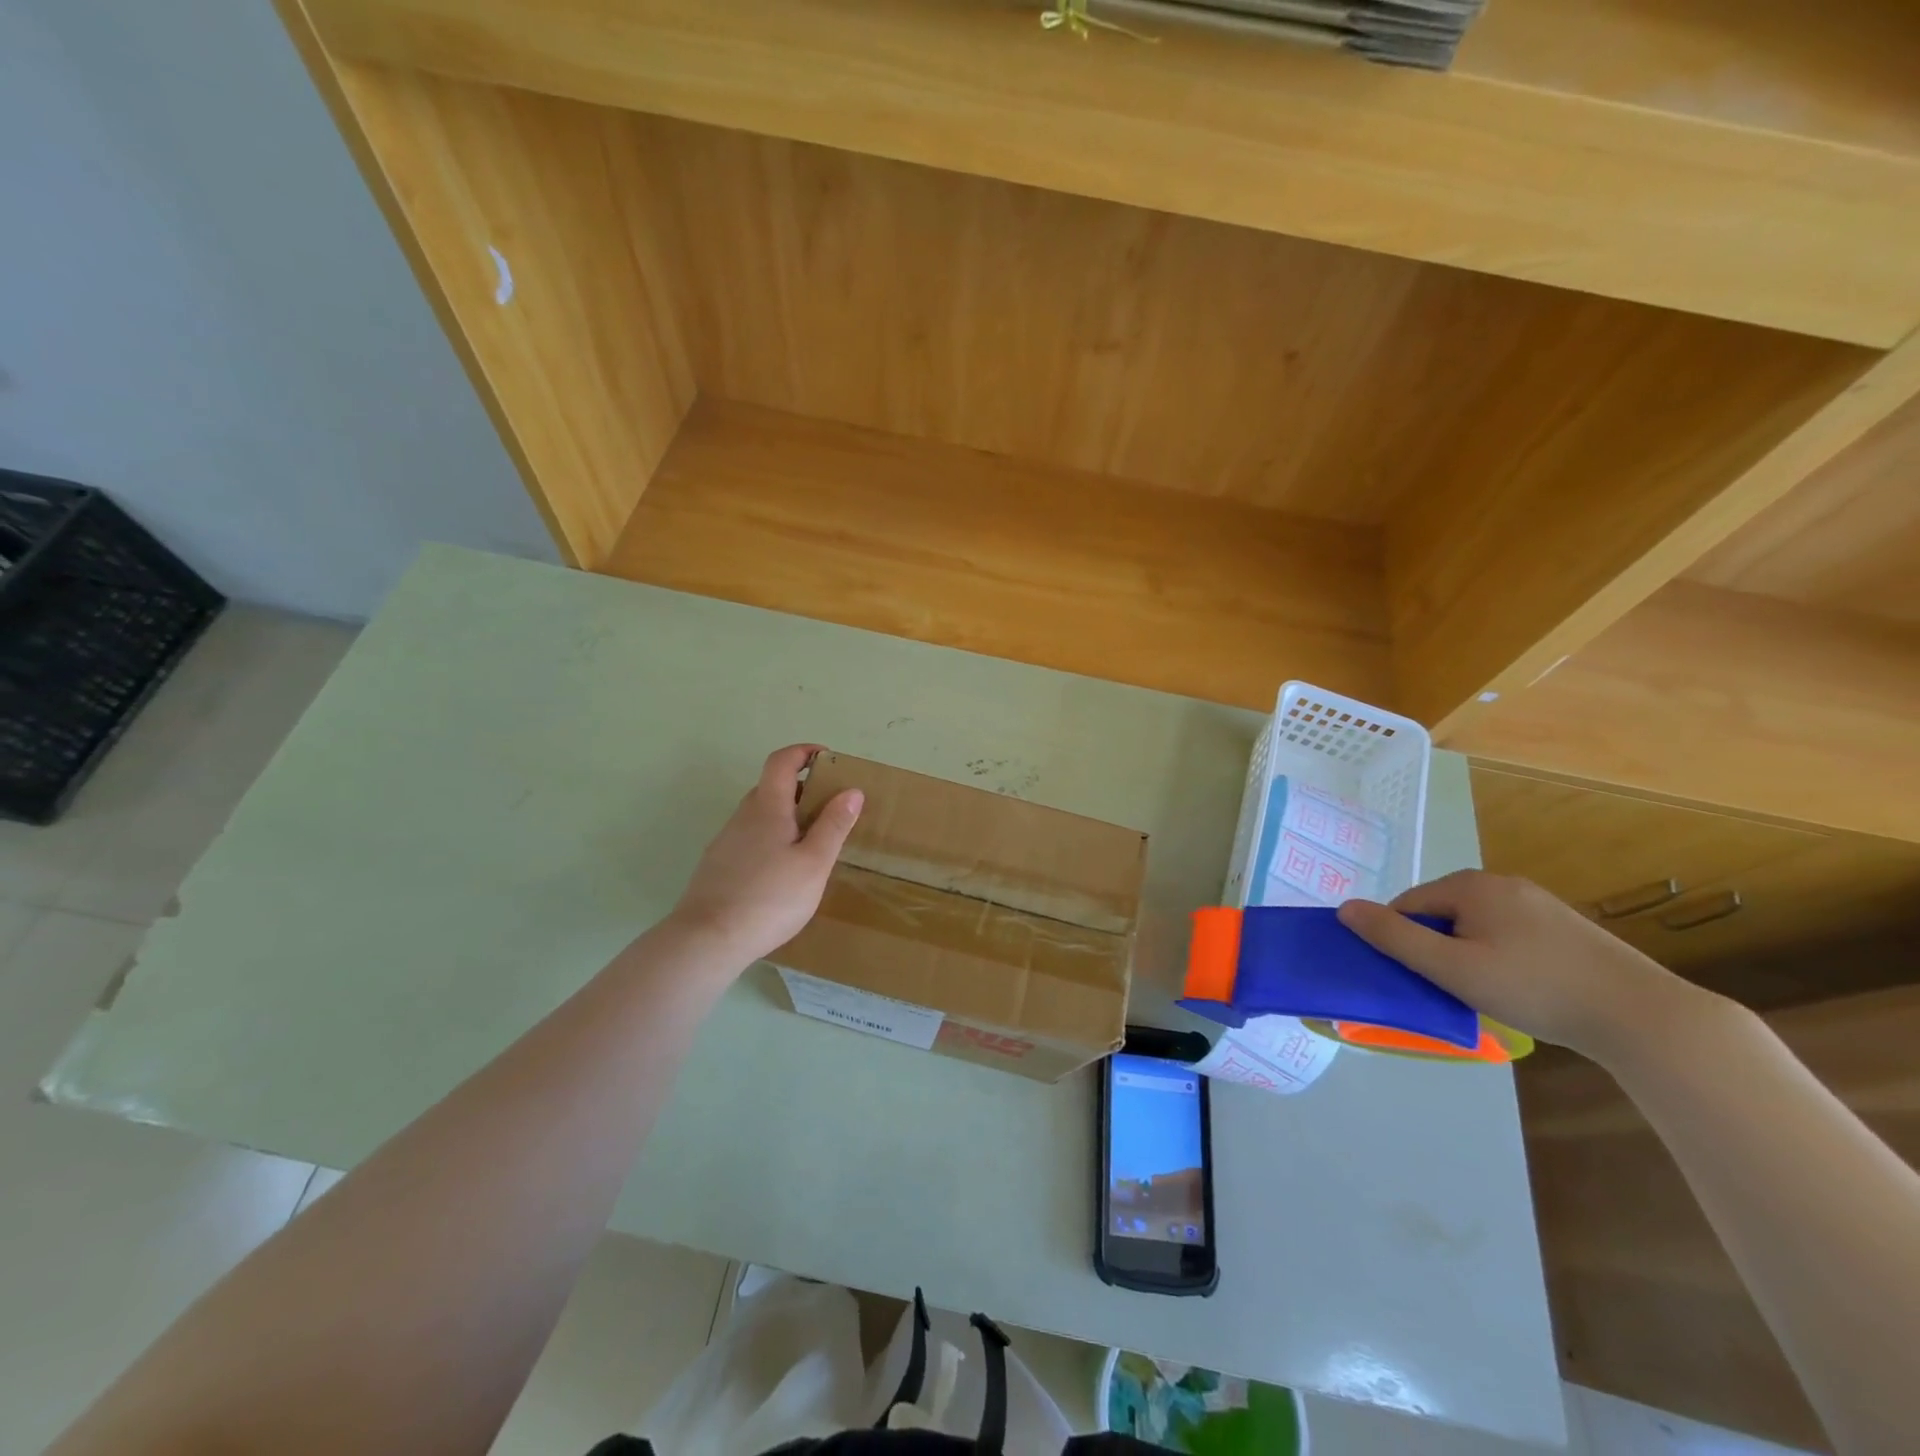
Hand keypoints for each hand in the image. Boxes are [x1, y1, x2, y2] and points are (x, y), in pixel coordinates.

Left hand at [667, 745, 862, 967]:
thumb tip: (852, 790)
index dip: (804, 752)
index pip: (782, 761)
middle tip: (830, 810)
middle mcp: (742, 816)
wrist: (708, 940)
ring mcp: (726, 841)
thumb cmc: (770, 898)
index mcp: (767, 807)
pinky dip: (771, 840)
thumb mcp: (815, 863)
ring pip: (760, 816)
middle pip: (771, 787)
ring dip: (787, 817)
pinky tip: (782, 873)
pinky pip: (750, 839)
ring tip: (812, 846)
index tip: (828, 759)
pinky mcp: (717, 866)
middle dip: (802, 789)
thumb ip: (834, 825)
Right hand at [1337, 870, 1711, 1062]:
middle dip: (1436, 948)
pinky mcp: (1565, 927)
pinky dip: (1500, 958)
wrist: (1643, 1017)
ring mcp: (1537, 903)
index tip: (1418, 978)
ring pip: (1475, 927)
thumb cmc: (1535, 988)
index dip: (1402, 941)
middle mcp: (1501, 883)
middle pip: (1441, 914)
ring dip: (1467, 955)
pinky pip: (1508, 935)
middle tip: (1452, 989)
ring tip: (1487, 994)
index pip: (1408, 906)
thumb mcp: (1452, 968)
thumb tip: (1345, 908)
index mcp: (1470, 885)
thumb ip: (1394, 938)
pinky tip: (1521, 988)